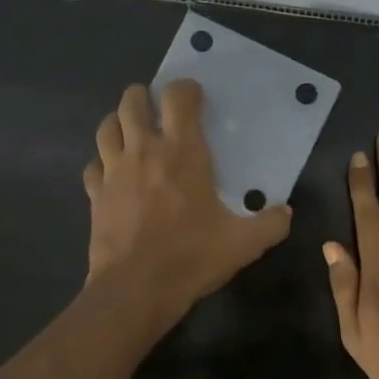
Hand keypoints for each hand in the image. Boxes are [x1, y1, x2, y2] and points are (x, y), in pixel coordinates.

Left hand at [83, 80, 291, 325]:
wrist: (136, 288)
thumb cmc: (192, 257)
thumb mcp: (244, 244)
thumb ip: (271, 224)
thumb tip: (285, 213)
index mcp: (183, 152)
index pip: (178, 98)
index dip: (186, 89)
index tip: (195, 96)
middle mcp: (144, 151)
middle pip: (132, 101)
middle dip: (144, 96)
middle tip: (157, 107)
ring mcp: (113, 171)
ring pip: (107, 127)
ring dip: (118, 121)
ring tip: (132, 131)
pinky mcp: (95, 195)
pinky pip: (93, 165)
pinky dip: (102, 162)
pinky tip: (112, 174)